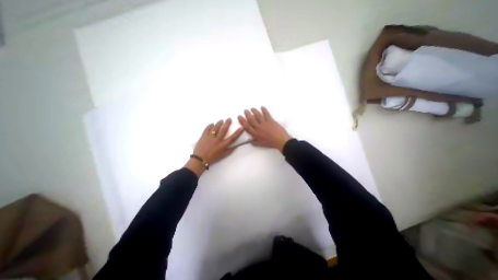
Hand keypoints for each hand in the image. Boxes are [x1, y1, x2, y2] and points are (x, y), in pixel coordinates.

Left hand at [184, 118, 243, 175]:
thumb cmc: (213, 158)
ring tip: (221, 120)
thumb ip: (230, 150)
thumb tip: (237, 145)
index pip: (232, 138)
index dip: (238, 132)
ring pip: (215, 128)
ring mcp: (210, 137)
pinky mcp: (203, 136)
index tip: (242, 127)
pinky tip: (211, 124)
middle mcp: (217, 140)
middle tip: (229, 118)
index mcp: (223, 145)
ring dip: (219, 123)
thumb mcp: (223, 155)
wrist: (200, 160)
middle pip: (223, 130)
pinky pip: (207, 129)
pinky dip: (209, 126)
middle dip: (227, 123)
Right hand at [238, 106, 292, 150]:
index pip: (246, 126)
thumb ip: (254, 142)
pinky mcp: (270, 120)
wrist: (280, 140)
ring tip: (252, 108)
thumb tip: (249, 141)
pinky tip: (262, 107)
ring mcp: (264, 123)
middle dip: (247, 114)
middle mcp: (258, 127)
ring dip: (254, 111)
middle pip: (251, 119)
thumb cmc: (270, 143)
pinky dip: (264, 110)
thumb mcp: (260, 144)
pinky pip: (266, 114)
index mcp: (255, 134)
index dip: (242, 121)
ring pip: (257, 115)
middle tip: (245, 110)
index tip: (239, 116)